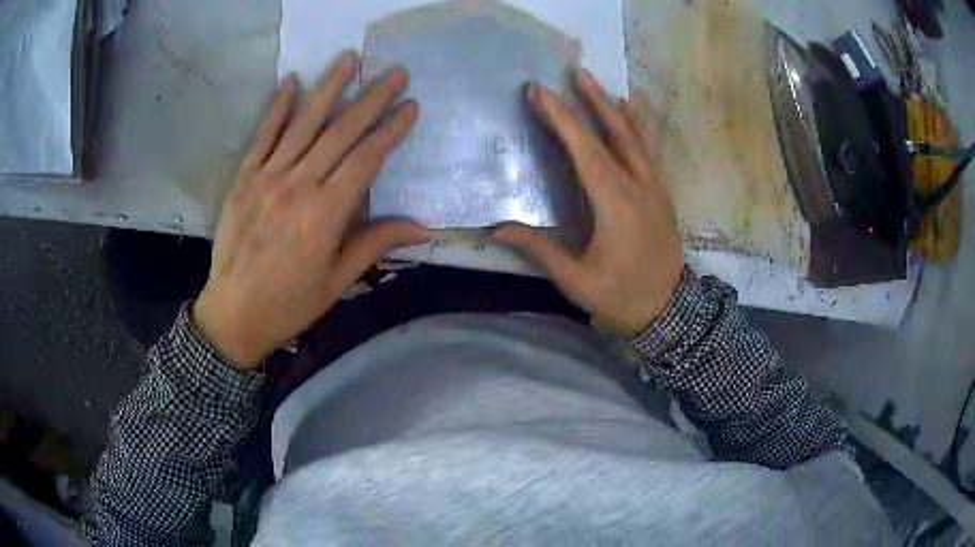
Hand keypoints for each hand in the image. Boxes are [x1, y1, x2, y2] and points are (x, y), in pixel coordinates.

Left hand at [193, 52, 428, 369]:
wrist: (233, 313)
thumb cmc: (290, 303)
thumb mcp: (338, 281)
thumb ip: (375, 244)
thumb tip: (422, 227)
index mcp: (325, 214)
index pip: (366, 160)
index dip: (391, 130)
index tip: (411, 106)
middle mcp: (298, 186)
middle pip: (340, 132)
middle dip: (371, 98)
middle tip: (395, 72)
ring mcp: (268, 177)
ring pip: (304, 123)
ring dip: (329, 87)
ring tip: (350, 58)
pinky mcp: (244, 178)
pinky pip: (263, 135)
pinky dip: (278, 107)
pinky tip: (292, 81)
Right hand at [493, 70, 682, 335]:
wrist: (670, 313)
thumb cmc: (621, 298)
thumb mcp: (577, 280)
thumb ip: (539, 250)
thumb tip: (496, 230)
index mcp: (615, 204)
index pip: (585, 151)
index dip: (561, 119)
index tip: (540, 92)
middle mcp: (638, 187)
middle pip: (615, 134)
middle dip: (591, 101)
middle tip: (574, 72)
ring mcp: (655, 189)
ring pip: (636, 138)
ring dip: (614, 109)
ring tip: (597, 85)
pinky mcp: (662, 195)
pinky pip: (647, 152)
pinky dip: (635, 128)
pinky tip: (627, 115)